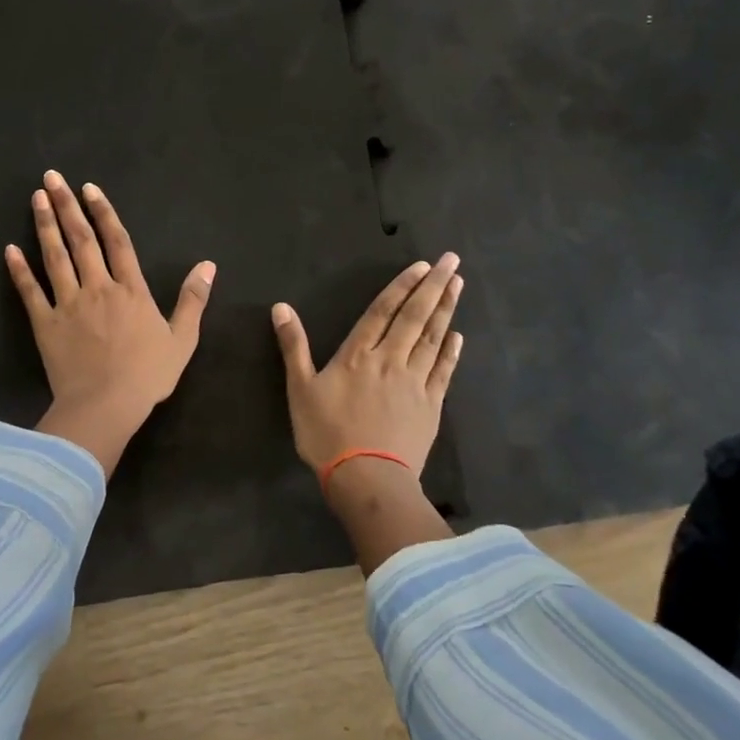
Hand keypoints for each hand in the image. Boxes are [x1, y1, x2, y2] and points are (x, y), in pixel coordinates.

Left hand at [6, 171, 214, 475]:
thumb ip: (193, 299)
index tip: (89, 188)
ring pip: (56, 257)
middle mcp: (98, 287)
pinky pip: (30, 292)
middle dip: (66, 206)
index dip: (103, 212)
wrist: (106, 406)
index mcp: (131, 290)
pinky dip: (19, 270)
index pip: (117, 241)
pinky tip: (10, 249)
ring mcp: (69, 304)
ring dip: (45, 225)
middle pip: (81, 239)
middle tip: (52, 178)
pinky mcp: (45, 324)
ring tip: (36, 198)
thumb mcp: (182, 339)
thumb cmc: (148, 375)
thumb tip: (208, 265)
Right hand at [272, 254, 464, 480]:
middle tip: (451, 260)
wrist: (367, 479)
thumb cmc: (327, 434)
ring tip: (458, 285)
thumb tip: (281, 307)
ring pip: (432, 339)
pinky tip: (457, 335)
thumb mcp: (300, 389)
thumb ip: (293, 346)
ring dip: (446, 310)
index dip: (402, 286)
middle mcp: (390, 360)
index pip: (383, 311)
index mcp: (358, 355)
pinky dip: (450, 352)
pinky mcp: (430, 406)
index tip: (422, 266)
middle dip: (434, 287)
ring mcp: (414, 383)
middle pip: (414, 317)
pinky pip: (443, 372)